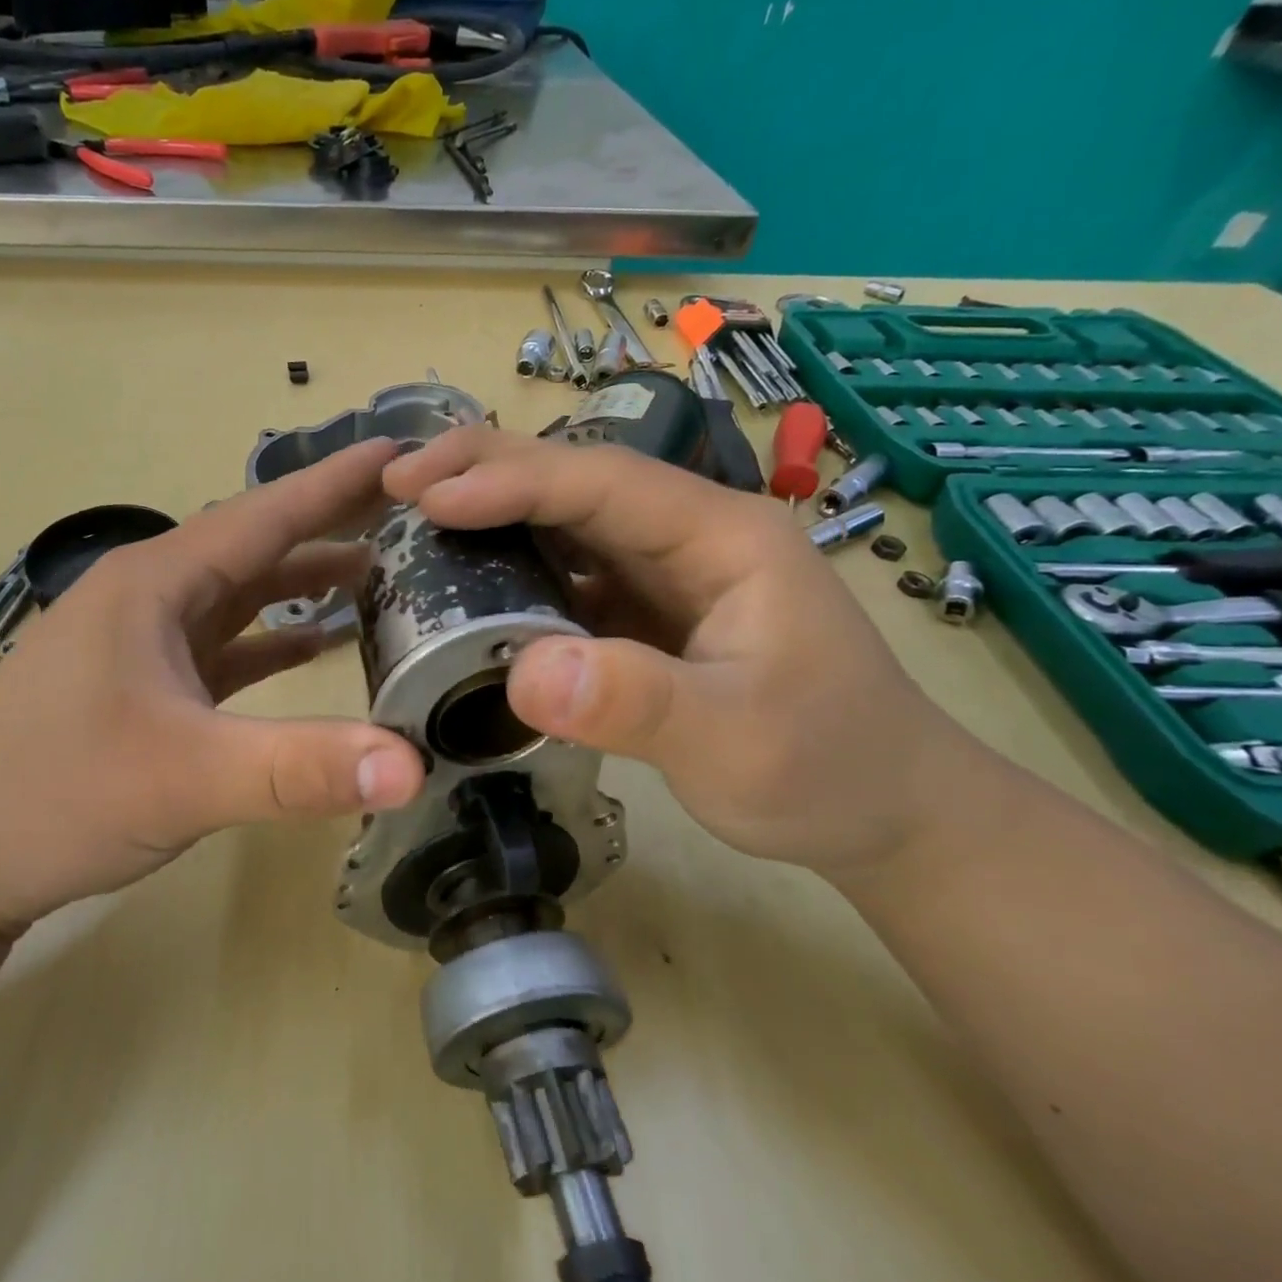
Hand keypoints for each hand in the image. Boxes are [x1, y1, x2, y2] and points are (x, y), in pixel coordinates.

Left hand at [0, 440, 426, 934]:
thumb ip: (300, 768)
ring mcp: (144, 644)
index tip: (400, 456)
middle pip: (257, 547)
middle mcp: (151, 598)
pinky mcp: (144, 688)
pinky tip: (313, 647)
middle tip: (406, 515)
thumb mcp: (183, 778)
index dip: (335, 482)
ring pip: (240, 596)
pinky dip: (272, 641)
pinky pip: (224, 646)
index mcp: (157, 584)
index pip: (265, 514)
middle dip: (329, 525)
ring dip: (302, 582)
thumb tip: (410, 765)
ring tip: (375, 574)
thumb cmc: (50, 795)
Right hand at [383, 426, 979, 881]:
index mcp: (722, 537)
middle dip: (485, 471)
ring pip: (564, 524)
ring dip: (489, 513)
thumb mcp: (735, 741)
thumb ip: (634, 704)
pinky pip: (565, 575)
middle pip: (576, 482)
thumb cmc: (827, 765)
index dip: (509, 480)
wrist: (883, 810)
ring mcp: (664, 574)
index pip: (601, 484)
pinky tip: (465, 583)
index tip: (425, 494)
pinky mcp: (644, 613)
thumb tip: (522, 673)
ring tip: (413, 519)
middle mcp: (687, 537)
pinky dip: (509, 569)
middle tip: (398, 482)